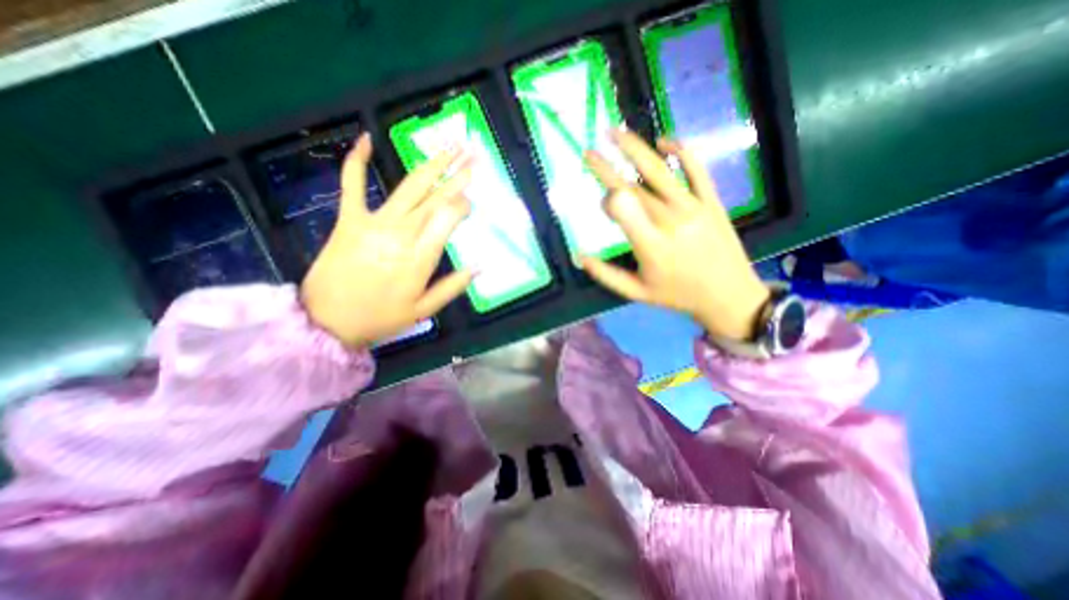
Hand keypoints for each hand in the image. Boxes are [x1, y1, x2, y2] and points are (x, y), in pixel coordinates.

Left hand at [296, 131, 471, 345]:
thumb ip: (454, 286)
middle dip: (458, 175)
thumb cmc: (381, 317)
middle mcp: (401, 232)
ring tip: (450, 146)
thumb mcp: (424, 310)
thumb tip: (481, 266)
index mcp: (421, 256)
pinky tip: (365, 139)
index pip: (449, 217)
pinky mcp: (349, 218)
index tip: (472, 201)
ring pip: (409, 187)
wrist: (327, 321)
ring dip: (432, 164)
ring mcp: (374, 222)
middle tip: (475, 156)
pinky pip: (352, 184)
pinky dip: (356, 161)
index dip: (463, 205)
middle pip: (435, 197)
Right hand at [581, 129, 773, 340]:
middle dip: (607, 168)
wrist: (729, 296)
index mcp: (651, 246)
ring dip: (635, 149)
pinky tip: (665, 140)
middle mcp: (671, 220)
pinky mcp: (711, 201)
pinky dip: (682, 151)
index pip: (623, 208)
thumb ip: (606, 275)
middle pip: (634, 187)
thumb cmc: (678, 295)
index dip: (607, 198)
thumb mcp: (637, 293)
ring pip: (660, 171)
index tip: (602, 201)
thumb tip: (579, 256)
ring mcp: (693, 207)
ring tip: (615, 132)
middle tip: (588, 153)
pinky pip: (697, 169)